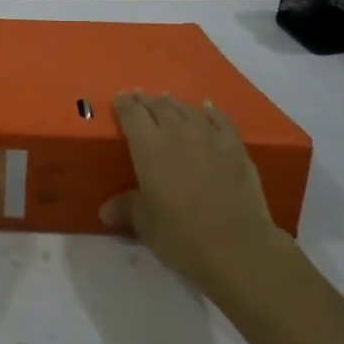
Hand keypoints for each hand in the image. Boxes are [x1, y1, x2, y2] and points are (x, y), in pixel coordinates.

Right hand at [99, 92, 284, 292]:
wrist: (237, 246)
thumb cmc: (181, 235)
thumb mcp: (145, 224)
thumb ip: (127, 208)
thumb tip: (107, 210)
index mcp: (149, 147)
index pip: (132, 115)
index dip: (124, 104)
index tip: (119, 98)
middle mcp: (178, 133)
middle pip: (159, 106)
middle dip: (147, 100)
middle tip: (139, 97)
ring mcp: (210, 137)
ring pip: (188, 109)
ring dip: (174, 104)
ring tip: (167, 101)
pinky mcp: (235, 148)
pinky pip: (220, 120)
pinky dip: (210, 111)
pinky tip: (207, 108)